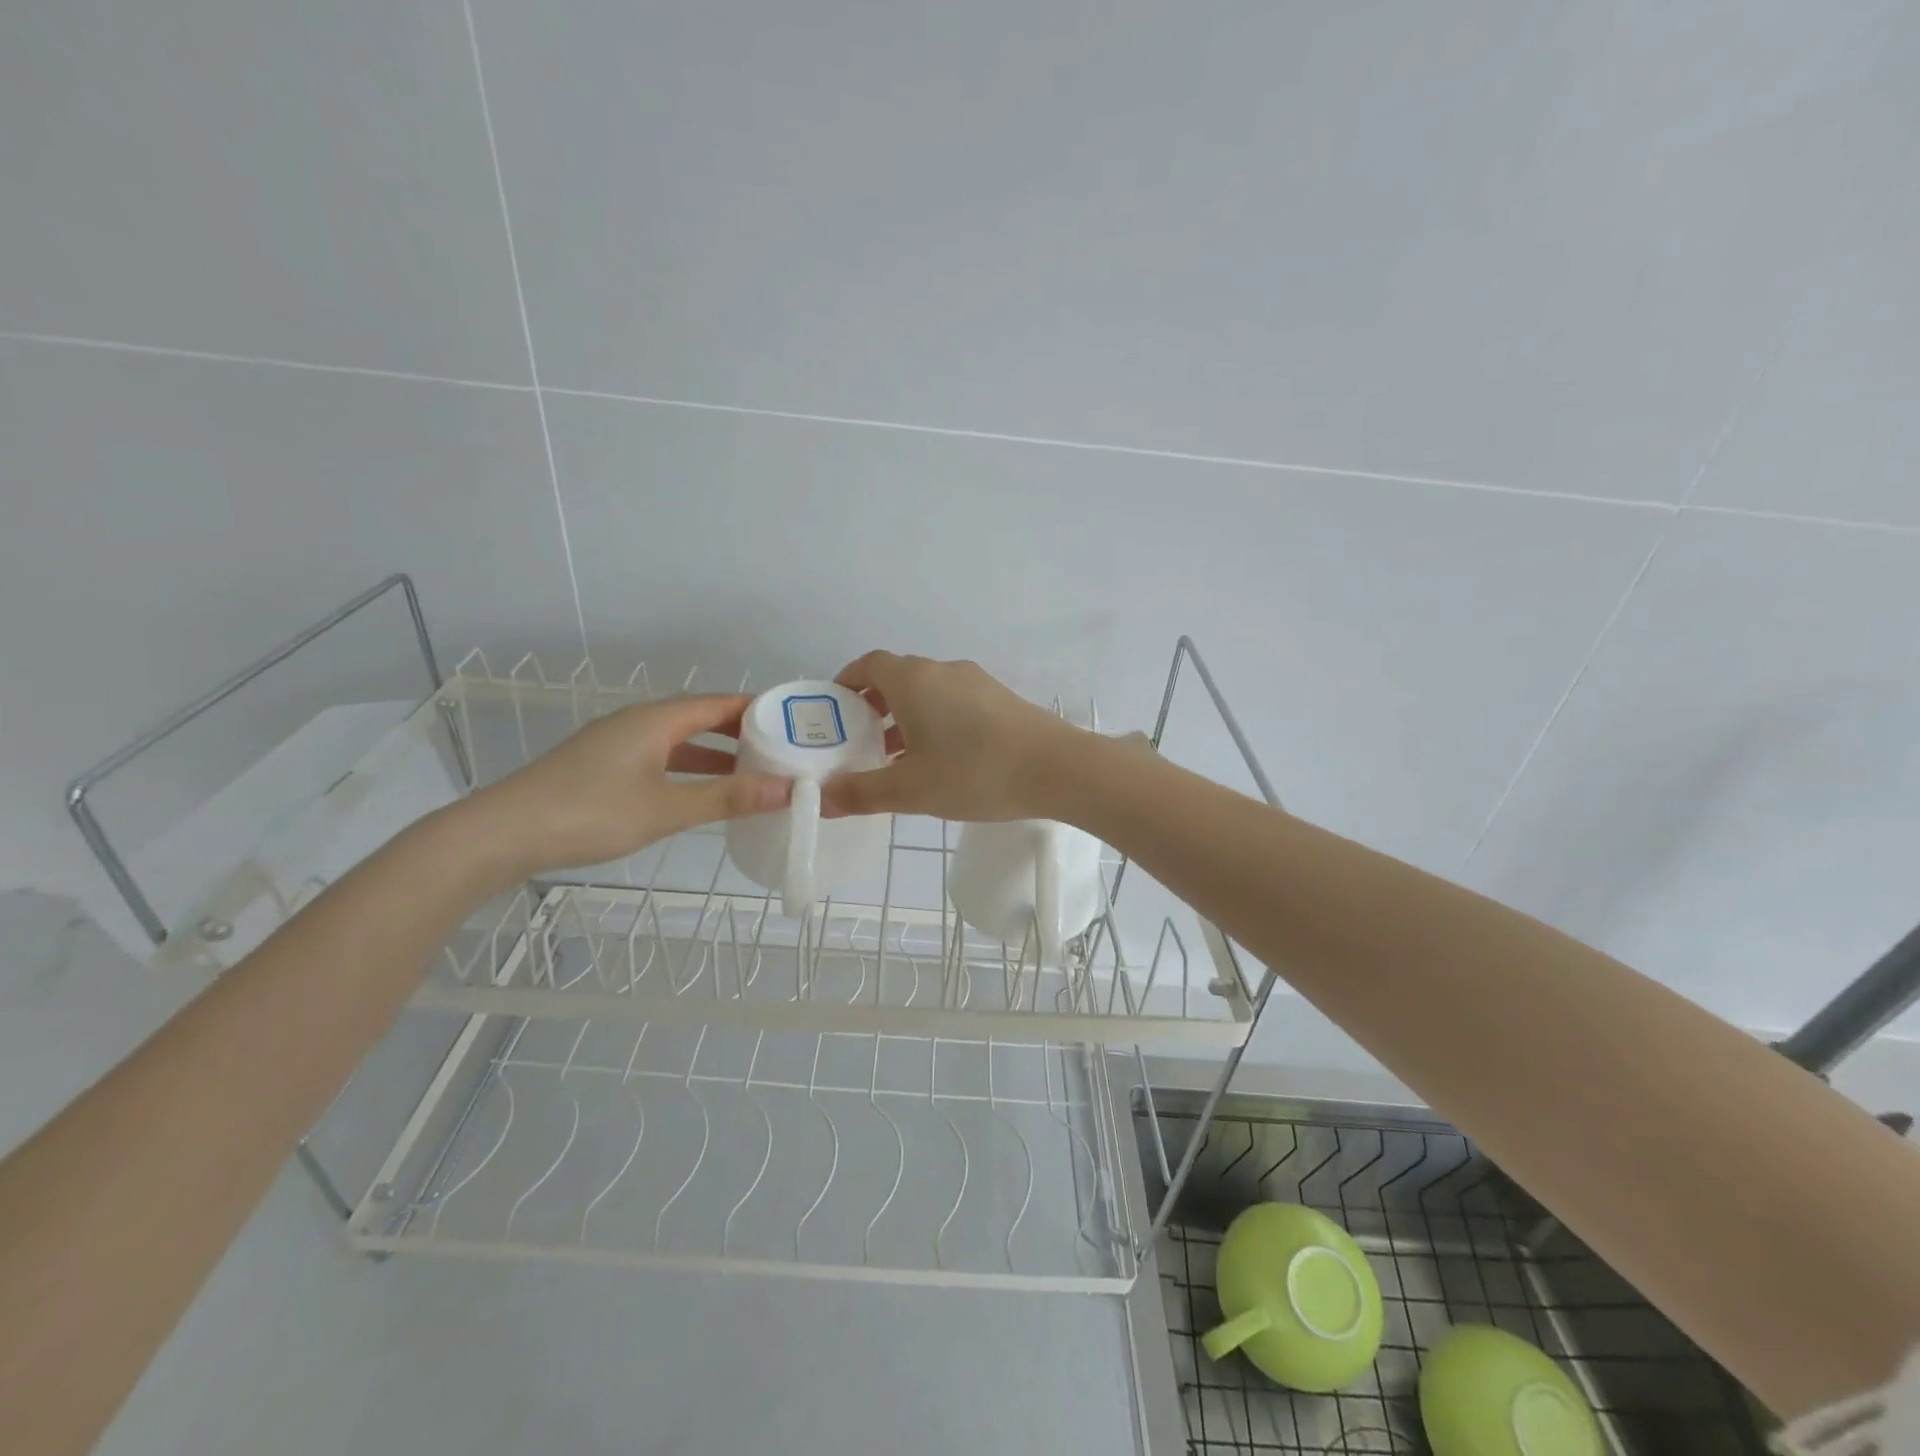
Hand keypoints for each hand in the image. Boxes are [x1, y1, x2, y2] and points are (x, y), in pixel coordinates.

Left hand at [470, 695, 790, 874]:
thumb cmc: (590, 813)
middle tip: (783, 751)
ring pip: (680, 740)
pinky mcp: (603, 766)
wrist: (502, 834)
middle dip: (742, 732)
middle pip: (701, 717)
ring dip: (716, 753)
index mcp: (656, 719)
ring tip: (753, 772)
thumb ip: (728, 798)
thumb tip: (789, 789)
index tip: (796, 723)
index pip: (720, 702)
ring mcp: (618, 743)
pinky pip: (661, 756)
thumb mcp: (667, 808)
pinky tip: (701, 791)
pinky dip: (690, 768)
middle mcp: (639, 722)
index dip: (759, 709)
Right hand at [821, 652, 1081, 820]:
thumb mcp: (910, 790)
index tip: (835, 709)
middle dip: (874, 706)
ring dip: (907, 717)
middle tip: (861, 741)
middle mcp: (943, 670)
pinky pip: (955, 702)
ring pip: (929, 691)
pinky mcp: (1001, 698)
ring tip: (898, 758)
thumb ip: (862, 792)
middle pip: (898, 677)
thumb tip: (821, 797)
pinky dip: (936, 721)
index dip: (846, 682)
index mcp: (913, 680)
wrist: (1057, 768)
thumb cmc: (974, 773)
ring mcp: (977, 681)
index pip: (868, 664)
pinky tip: (943, 760)